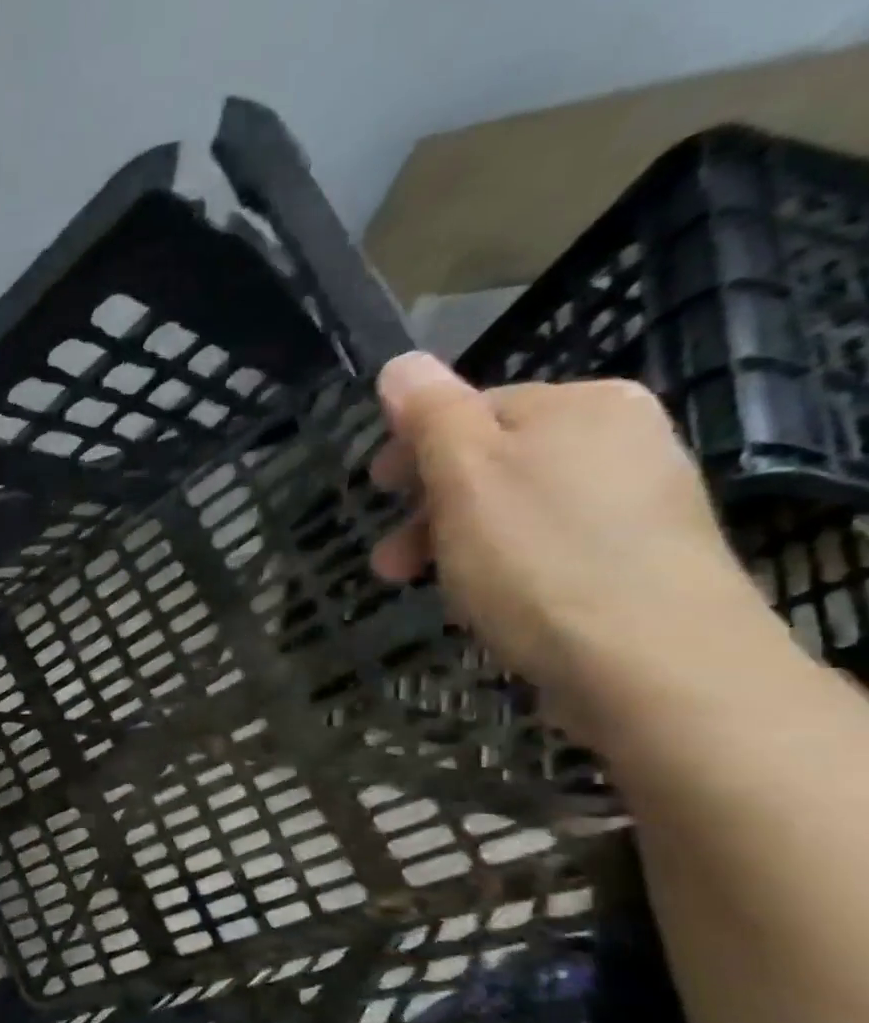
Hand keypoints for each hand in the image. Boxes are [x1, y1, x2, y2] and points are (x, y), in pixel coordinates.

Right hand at [369, 351, 774, 743]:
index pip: (472, 409)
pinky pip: (548, 544)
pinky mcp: (640, 558)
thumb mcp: (465, 475)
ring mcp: (638, 499)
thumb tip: (400, 363)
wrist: (648, 659)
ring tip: (430, 590)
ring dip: (457, 542)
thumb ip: (430, 415)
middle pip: (493, 461)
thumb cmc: (536, 557)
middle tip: (388, 564)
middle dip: (428, 509)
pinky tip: (488, 601)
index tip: (373, 496)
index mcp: (579, 404)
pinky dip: (503, 565)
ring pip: (516, 508)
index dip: (413, 452)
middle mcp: (620, 436)